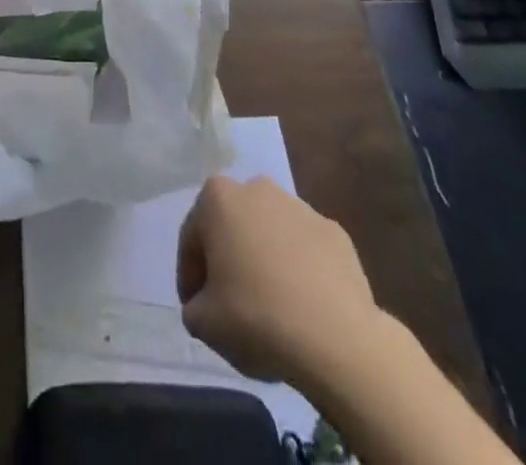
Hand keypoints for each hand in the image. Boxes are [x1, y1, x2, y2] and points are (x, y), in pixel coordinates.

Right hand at [176, 177, 384, 386]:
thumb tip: (205, 304)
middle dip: (228, 259)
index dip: (190, 276)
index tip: (196, 307)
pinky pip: (305, 250)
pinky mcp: (334, 231)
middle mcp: (257, 189)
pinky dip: (299, 270)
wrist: (336, 337)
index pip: (192, 238)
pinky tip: (303, 306)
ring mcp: (300, 206)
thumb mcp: (203, 322)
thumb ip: (194, 306)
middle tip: (230, 303)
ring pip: (270, 234)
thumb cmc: (256, 317)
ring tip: (270, 306)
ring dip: (264, 260)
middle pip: (232, 227)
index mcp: (218, 198)